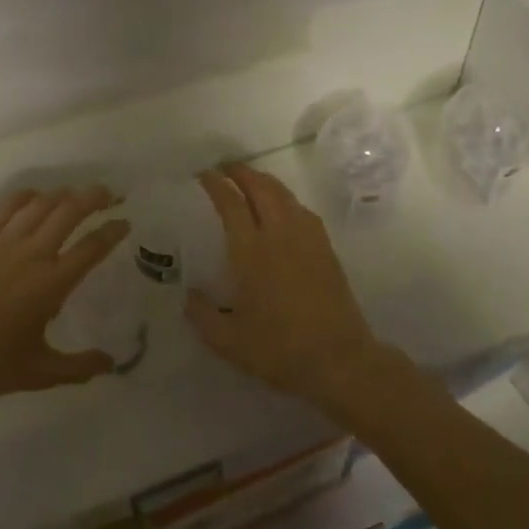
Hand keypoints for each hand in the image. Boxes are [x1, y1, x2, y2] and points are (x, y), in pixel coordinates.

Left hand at [0, 187, 129, 403]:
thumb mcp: (40, 372)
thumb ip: (78, 367)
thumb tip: (110, 364)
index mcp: (53, 283)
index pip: (92, 247)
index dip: (113, 231)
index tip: (125, 221)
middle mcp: (33, 253)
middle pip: (69, 211)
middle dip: (94, 198)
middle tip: (109, 194)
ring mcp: (3, 241)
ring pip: (40, 203)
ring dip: (63, 194)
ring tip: (75, 193)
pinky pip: (7, 207)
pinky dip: (26, 197)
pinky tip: (33, 197)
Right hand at [185, 163, 380, 405]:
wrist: (339, 360)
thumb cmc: (279, 349)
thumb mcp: (227, 340)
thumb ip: (201, 315)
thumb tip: (189, 296)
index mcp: (251, 251)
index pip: (231, 204)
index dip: (216, 185)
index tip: (204, 175)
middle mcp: (279, 235)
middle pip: (261, 188)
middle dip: (241, 173)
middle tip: (225, 168)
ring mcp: (307, 239)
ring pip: (284, 195)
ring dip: (264, 181)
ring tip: (250, 181)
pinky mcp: (326, 250)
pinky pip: (302, 210)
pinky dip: (285, 199)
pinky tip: (282, 209)